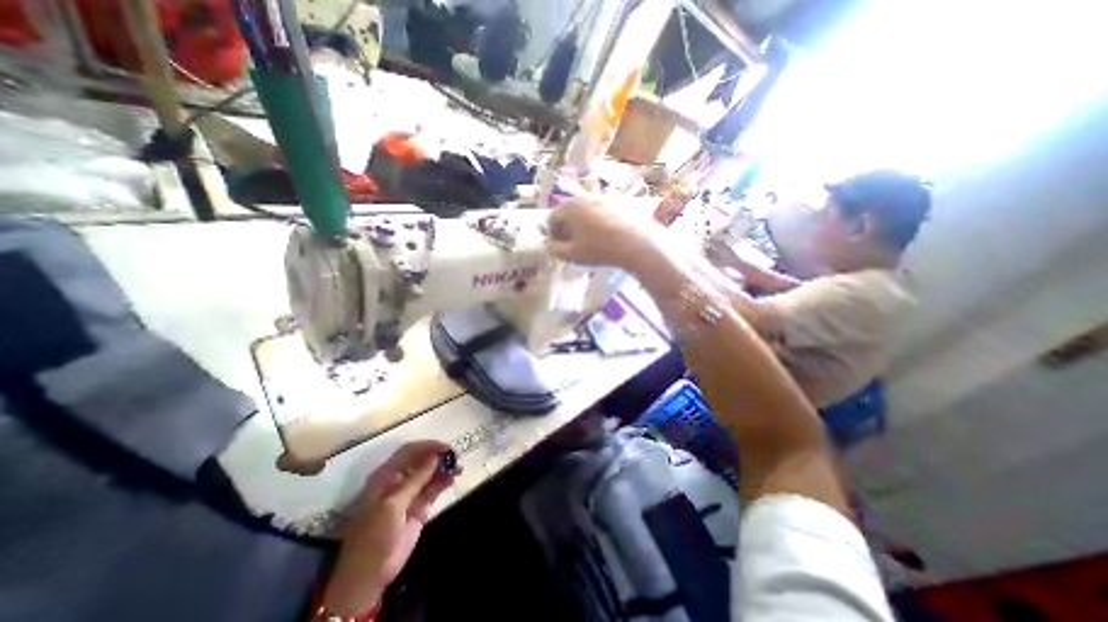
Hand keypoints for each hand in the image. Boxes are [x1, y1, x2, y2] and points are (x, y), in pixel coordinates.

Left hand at [320, 443, 458, 617]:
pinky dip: (444, 481)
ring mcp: (410, 493)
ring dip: (444, 468)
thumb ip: (416, 479)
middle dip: (438, 456)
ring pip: (430, 473)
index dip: (427, 446)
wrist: (370, 575)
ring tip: (459, 468)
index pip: (408, 451)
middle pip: (421, 460)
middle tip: (455, 456)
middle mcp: (399, 480)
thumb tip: (435, 456)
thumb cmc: (374, 535)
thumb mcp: (392, 505)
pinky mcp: (420, 506)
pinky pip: (434, 488)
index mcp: (385, 476)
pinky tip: (453, 478)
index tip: (445, 447)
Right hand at [545, 196, 655, 270]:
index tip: (561, 247)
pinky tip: (610, 235)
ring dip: (585, 224)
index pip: (553, 218)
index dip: (554, 234)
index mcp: (570, 207)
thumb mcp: (573, 255)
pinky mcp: (621, 200)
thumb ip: (555, 250)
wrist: (638, 242)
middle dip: (569, 228)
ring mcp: (604, 196)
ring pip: (587, 210)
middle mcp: (585, 196)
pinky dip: (601, 220)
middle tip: (576, 244)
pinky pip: (604, 210)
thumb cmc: (600, 249)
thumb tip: (548, 246)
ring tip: (594, 240)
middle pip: (570, 212)